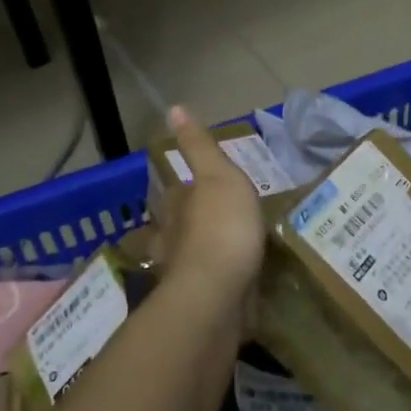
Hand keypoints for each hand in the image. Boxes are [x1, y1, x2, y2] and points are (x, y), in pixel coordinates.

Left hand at [156, 107, 265, 319]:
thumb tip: (174, 108)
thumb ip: (199, 147)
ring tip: (231, 250)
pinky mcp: (205, 302)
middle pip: (179, 226)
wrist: (219, 294)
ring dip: (204, 253)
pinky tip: (237, 281)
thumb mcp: (218, 175)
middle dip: (191, 223)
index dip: (185, 188)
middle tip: (219, 219)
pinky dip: (221, 281)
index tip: (200, 186)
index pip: (175, 192)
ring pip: (192, 258)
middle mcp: (173, 240)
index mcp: (176, 207)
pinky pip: (213, 285)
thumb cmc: (221, 227)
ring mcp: (186, 274)